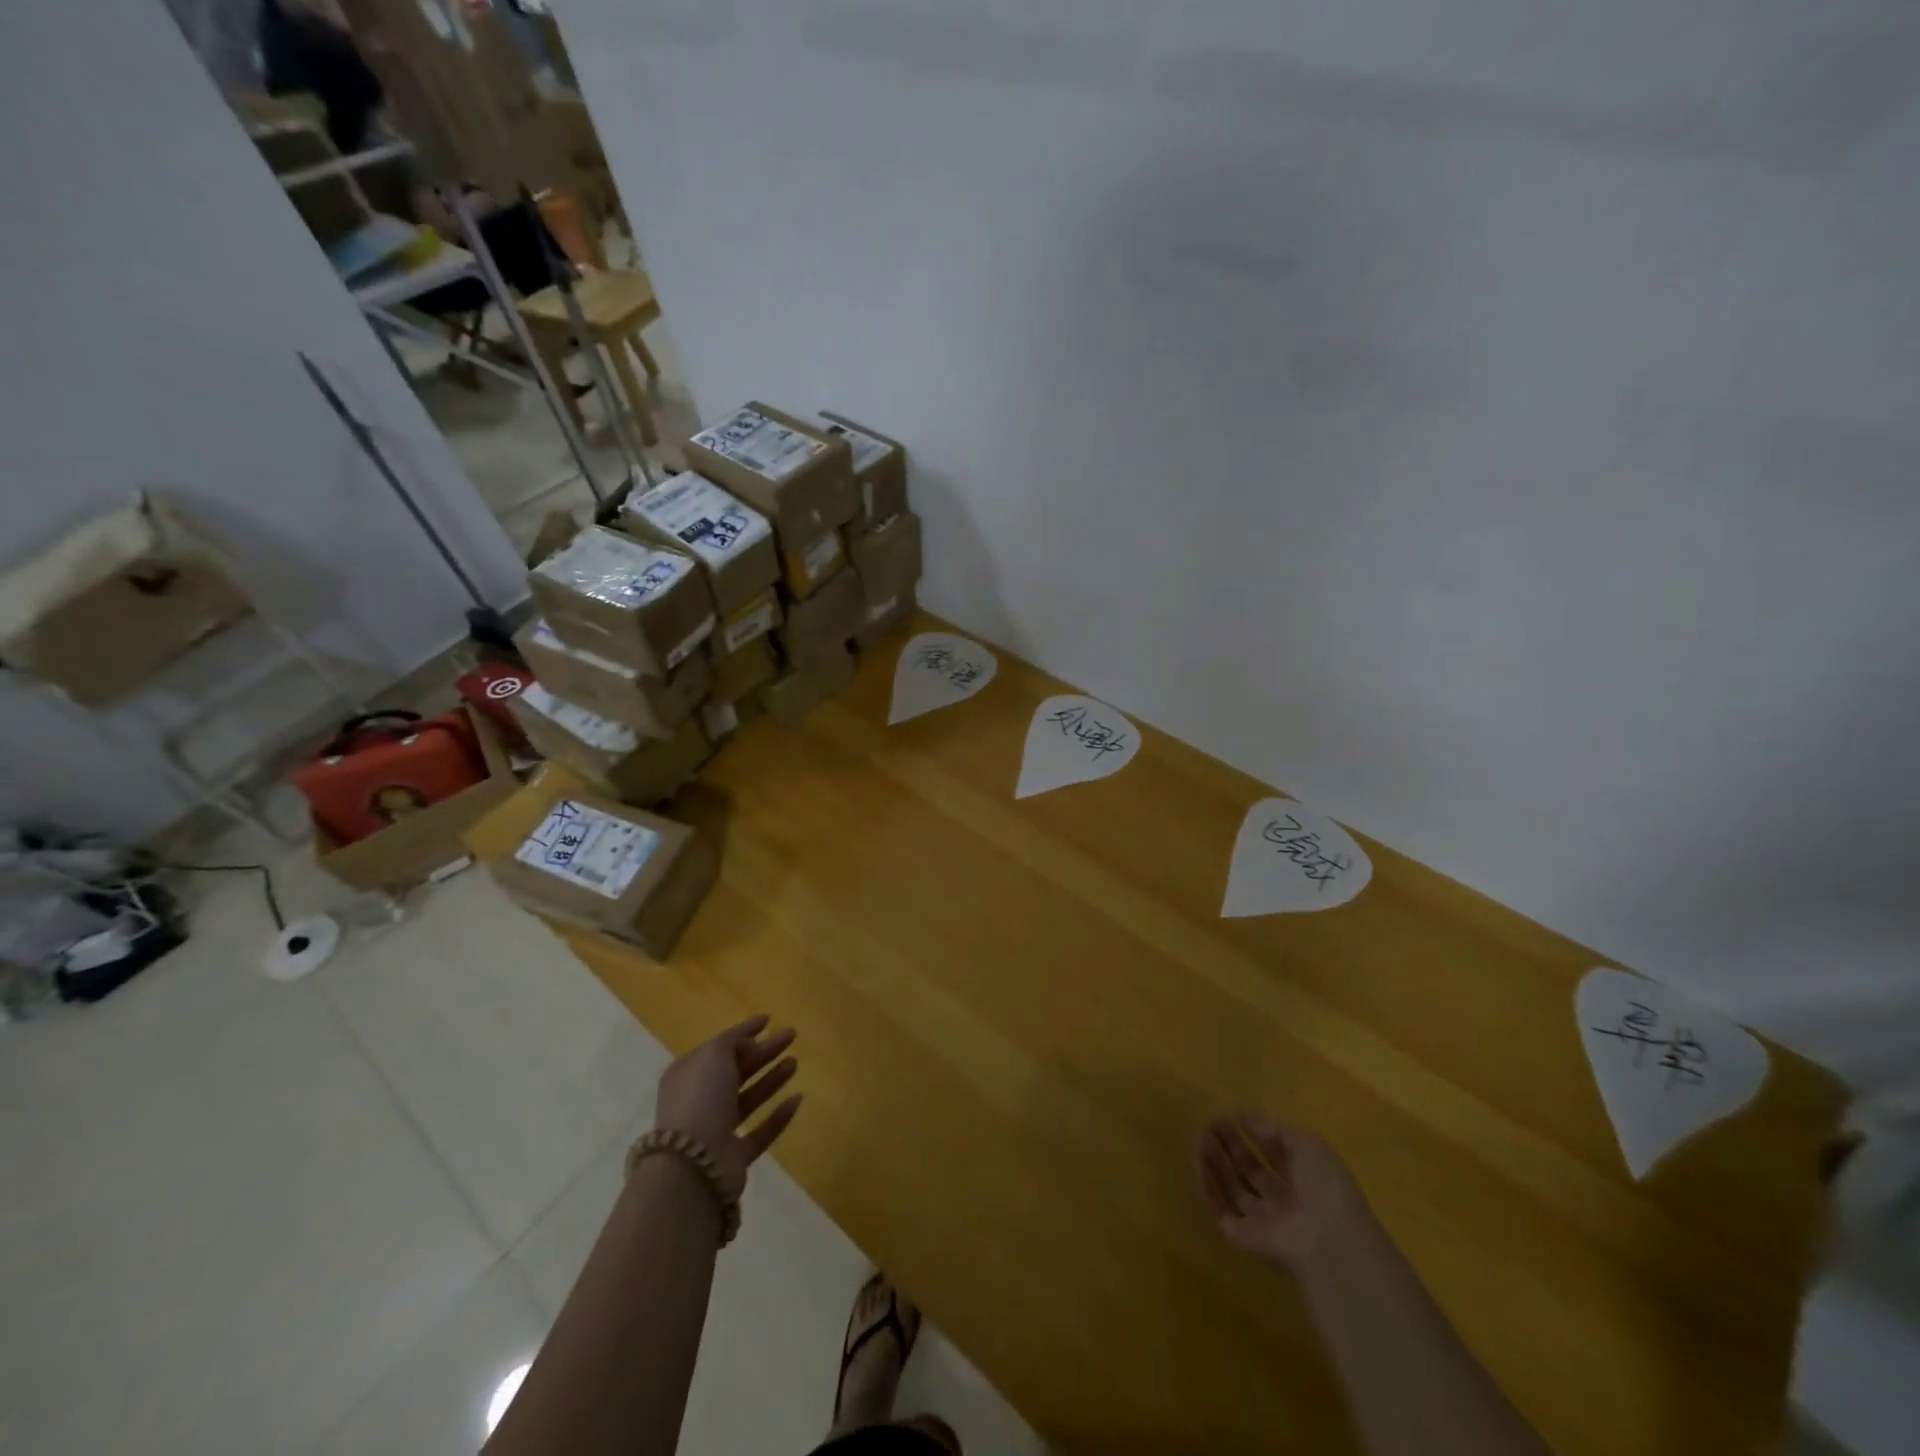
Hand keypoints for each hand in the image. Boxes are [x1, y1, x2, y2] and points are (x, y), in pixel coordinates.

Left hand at [655, 1014, 802, 1200]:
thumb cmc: (701, 1098)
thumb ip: (732, 1042)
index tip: (768, 1020)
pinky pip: (760, 1131)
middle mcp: (700, 1100)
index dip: (743, 1032)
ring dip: (771, 1079)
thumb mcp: (713, 1054)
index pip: (719, 1047)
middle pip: (737, 1070)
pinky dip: (778, 1116)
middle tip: (791, 1035)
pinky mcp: (734, 1156)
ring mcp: (716, 1130)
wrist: (693, 1165)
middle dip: (764, 1052)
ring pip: (749, 1098)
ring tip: (795, 1062)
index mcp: (688, 1074)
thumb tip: (749, 1045)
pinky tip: (798, 1098)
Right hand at [1197, 1114, 1370, 1269]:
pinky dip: (1208, 1188)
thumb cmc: (1324, 1186)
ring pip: (1234, 1189)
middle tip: (1210, 1124)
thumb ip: (1274, 1130)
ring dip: (1216, 1163)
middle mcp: (1284, 1201)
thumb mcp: (1307, 1144)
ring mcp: (1264, 1222)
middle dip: (1231, 1146)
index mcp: (1305, 1180)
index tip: (1231, 1114)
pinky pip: (1221, 1210)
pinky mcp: (1244, 1238)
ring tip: (1200, 1137)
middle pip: (1251, 1170)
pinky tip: (1198, 1163)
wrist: (1327, 1242)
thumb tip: (1246, 1119)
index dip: (1253, 1133)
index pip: (1274, 1154)